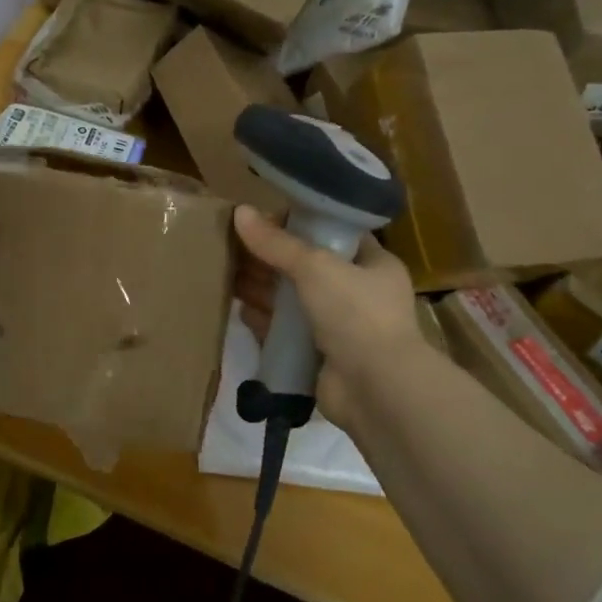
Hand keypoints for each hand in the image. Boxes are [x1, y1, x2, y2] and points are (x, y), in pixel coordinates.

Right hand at [232, 204, 428, 433]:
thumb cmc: (356, 313)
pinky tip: (239, 309)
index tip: (263, 218)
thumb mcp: (316, 266)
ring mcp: (339, 326)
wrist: (376, 389)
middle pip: (307, 266)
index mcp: (373, 264)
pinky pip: (286, 331)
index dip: (300, 223)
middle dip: (271, 257)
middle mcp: (359, 293)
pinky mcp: (319, 355)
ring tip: (226, 272)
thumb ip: (276, 243)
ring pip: (293, 299)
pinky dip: (264, 320)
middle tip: (233, 245)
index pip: (334, 233)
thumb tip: (239, 212)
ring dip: (263, 287)